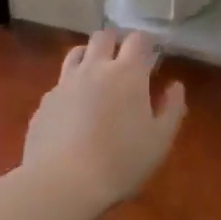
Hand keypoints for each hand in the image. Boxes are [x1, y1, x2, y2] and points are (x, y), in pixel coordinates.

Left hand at [22, 29, 186, 212]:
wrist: (61, 183)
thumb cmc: (120, 162)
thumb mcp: (159, 141)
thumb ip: (172, 109)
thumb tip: (175, 86)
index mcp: (127, 74)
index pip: (138, 39)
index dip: (146, 42)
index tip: (152, 54)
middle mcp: (94, 68)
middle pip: (104, 36)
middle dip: (116, 41)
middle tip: (124, 60)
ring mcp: (65, 83)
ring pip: (77, 53)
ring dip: (90, 56)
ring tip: (97, 75)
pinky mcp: (45, 101)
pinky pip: (60, 82)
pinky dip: (71, 86)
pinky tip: (74, 109)